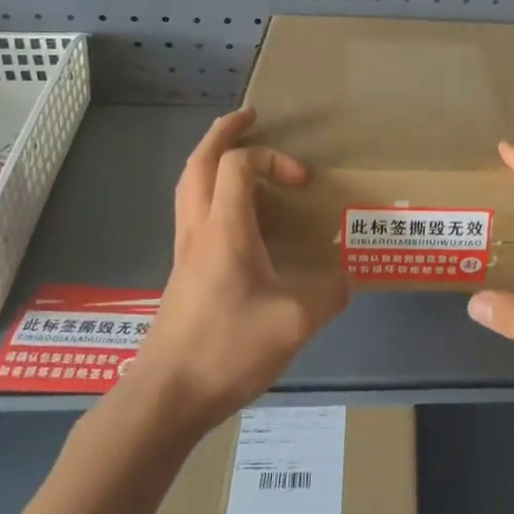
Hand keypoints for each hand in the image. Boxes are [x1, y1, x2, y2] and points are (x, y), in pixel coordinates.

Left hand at [120, 109, 348, 433]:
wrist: (167, 396)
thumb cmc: (227, 349)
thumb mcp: (295, 323)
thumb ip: (328, 295)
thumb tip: (346, 279)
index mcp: (225, 230)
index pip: (239, 165)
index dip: (273, 158)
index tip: (303, 181)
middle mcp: (199, 230)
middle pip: (199, 162)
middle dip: (223, 132)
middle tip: (249, 117)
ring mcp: (184, 251)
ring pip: (188, 185)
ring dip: (210, 158)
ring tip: (235, 151)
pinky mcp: (182, 272)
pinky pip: (191, 211)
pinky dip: (209, 190)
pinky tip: (232, 213)